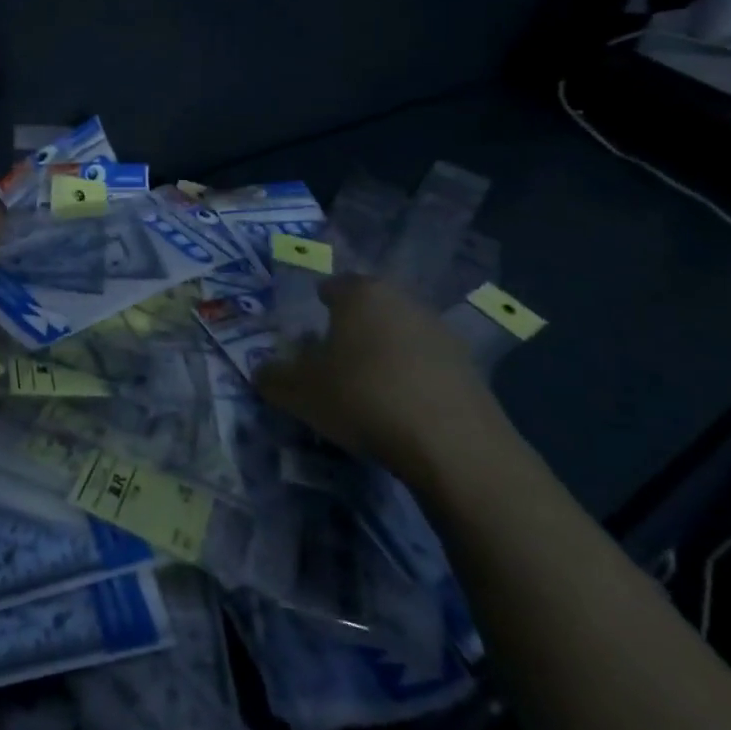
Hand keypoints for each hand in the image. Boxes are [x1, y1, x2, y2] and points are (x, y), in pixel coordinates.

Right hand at [256, 276, 509, 490]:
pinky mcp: (469, 365)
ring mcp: (440, 330)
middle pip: (368, 307)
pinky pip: (426, 363)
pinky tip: (401, 407)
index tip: (308, 335)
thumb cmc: (363, 398)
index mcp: (360, 293)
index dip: (316, 306)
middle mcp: (402, 299)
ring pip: (399, 333)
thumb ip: (272, 376)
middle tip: (333, 359)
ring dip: (383, 352)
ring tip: (367, 387)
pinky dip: (411, 377)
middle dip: (351, 328)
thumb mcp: (298, 392)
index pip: (332, 285)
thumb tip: (261, 371)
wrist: (452, 444)